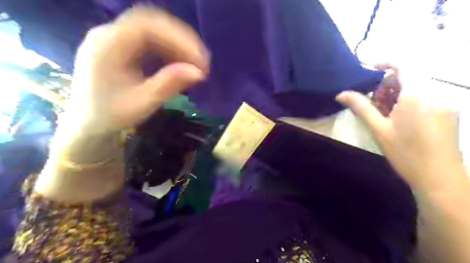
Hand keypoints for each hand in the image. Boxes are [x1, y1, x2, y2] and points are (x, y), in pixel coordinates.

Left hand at [63, 7, 208, 135]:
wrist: (87, 122)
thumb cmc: (111, 115)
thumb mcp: (142, 103)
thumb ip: (169, 85)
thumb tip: (199, 73)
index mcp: (107, 46)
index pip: (147, 26)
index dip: (179, 38)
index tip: (200, 60)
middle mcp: (108, 34)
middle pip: (151, 23)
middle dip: (181, 40)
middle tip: (202, 61)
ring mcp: (113, 38)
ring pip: (152, 29)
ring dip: (176, 44)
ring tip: (194, 63)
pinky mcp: (120, 46)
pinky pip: (148, 39)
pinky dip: (168, 49)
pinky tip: (179, 62)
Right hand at [336, 67, 463, 191]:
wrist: (439, 179)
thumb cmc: (405, 153)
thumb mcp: (378, 129)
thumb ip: (361, 107)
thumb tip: (341, 94)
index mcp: (416, 96)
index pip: (404, 65)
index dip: (386, 62)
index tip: (370, 68)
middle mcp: (436, 94)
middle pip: (409, 78)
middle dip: (388, 86)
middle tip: (375, 104)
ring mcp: (446, 104)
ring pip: (417, 89)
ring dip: (398, 96)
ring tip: (387, 116)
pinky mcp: (450, 114)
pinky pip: (427, 99)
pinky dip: (411, 103)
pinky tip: (402, 121)